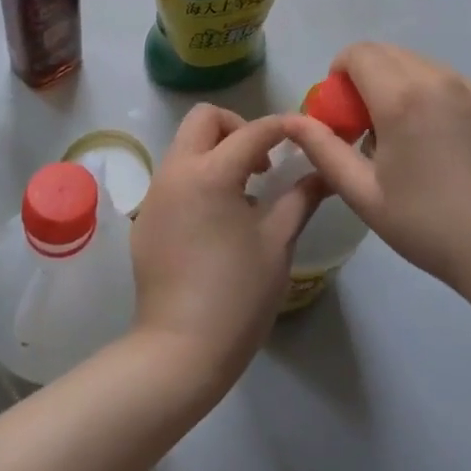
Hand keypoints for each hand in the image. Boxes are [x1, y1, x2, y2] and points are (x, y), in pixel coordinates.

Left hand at [130, 105, 321, 390]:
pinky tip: (217, 220)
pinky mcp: (146, 218)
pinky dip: (199, 177)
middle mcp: (175, 172)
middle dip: (238, 127)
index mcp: (211, 173)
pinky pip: (174, 177)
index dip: (284, 126)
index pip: (253, 130)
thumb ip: (301, 197)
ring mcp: (155, 195)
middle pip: (204, 119)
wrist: (179, 351)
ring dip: (216, 152)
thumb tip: (324, 172)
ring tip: (244, 193)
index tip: (306, 134)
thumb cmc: (238, 295)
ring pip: (185, 146)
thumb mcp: (278, 242)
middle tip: (263, 164)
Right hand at [284, 43, 470, 302]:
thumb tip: (291, 121)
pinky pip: (451, 82)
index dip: (339, 73)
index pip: (359, 53)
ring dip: (399, 84)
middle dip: (366, 78)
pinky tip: (439, 144)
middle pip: (389, 53)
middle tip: (366, 127)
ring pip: (421, 65)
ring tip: (403, 137)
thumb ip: (323, 149)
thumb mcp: (363, 194)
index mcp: (402, 98)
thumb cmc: (429, 226)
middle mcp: (439, 79)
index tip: (340, 112)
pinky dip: (431, 95)